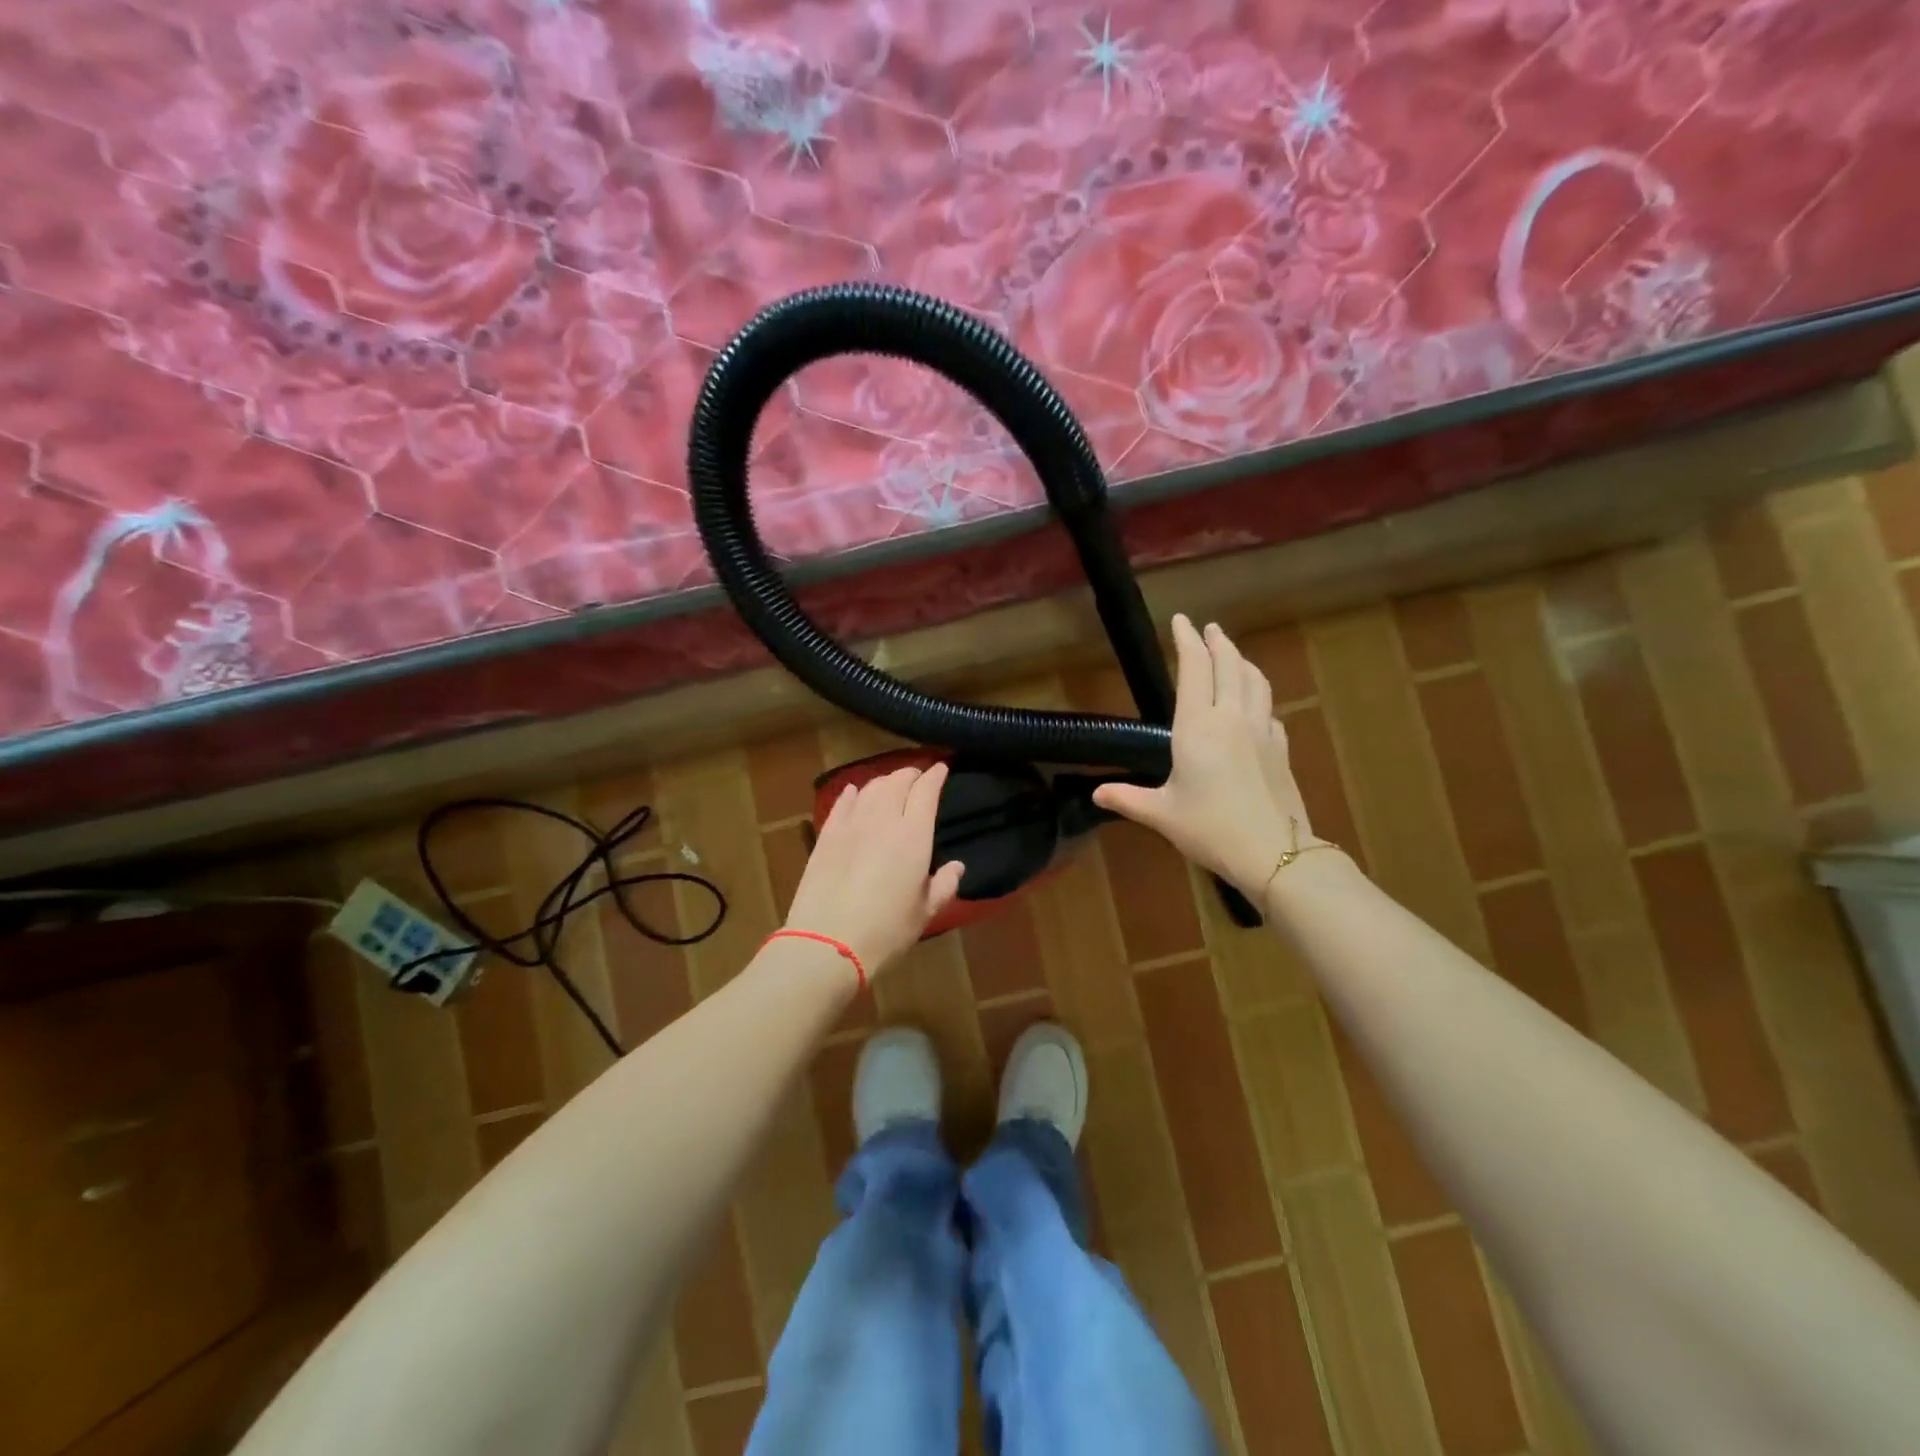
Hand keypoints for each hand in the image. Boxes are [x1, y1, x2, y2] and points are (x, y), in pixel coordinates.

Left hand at [784, 764, 965, 977]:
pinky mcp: (826, 836)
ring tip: (891, 785)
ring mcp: (850, 825)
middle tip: (918, 778)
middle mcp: (882, 820)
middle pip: (897, 781)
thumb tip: (957, 867)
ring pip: (869, 788)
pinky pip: (841, 804)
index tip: (942, 768)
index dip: (935, 776)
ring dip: (884, 781)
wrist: (827, 943)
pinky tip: (854, 792)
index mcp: (913, 835)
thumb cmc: (886, 931)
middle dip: (910, 774)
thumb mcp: (924, 913)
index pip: (926, 791)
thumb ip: (943, 885)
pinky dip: (852, 794)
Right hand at [1094, 615, 1316, 893]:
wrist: (1273, 851)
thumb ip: (1128, 798)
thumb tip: (1097, 793)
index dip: (1187, 641)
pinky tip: (1255, 706)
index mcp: (1197, 727)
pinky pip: (1269, 709)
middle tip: (1209, 628)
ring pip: (1255, 681)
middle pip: (1229, 665)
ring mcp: (1261, 731)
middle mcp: (1231, 718)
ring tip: (1233, 655)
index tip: (1181, 620)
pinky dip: (1259, 696)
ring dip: (1242, 661)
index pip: (1194, 669)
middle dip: (1218, 642)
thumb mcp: (1161, 814)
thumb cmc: (1209, 828)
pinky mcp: (1281, 748)